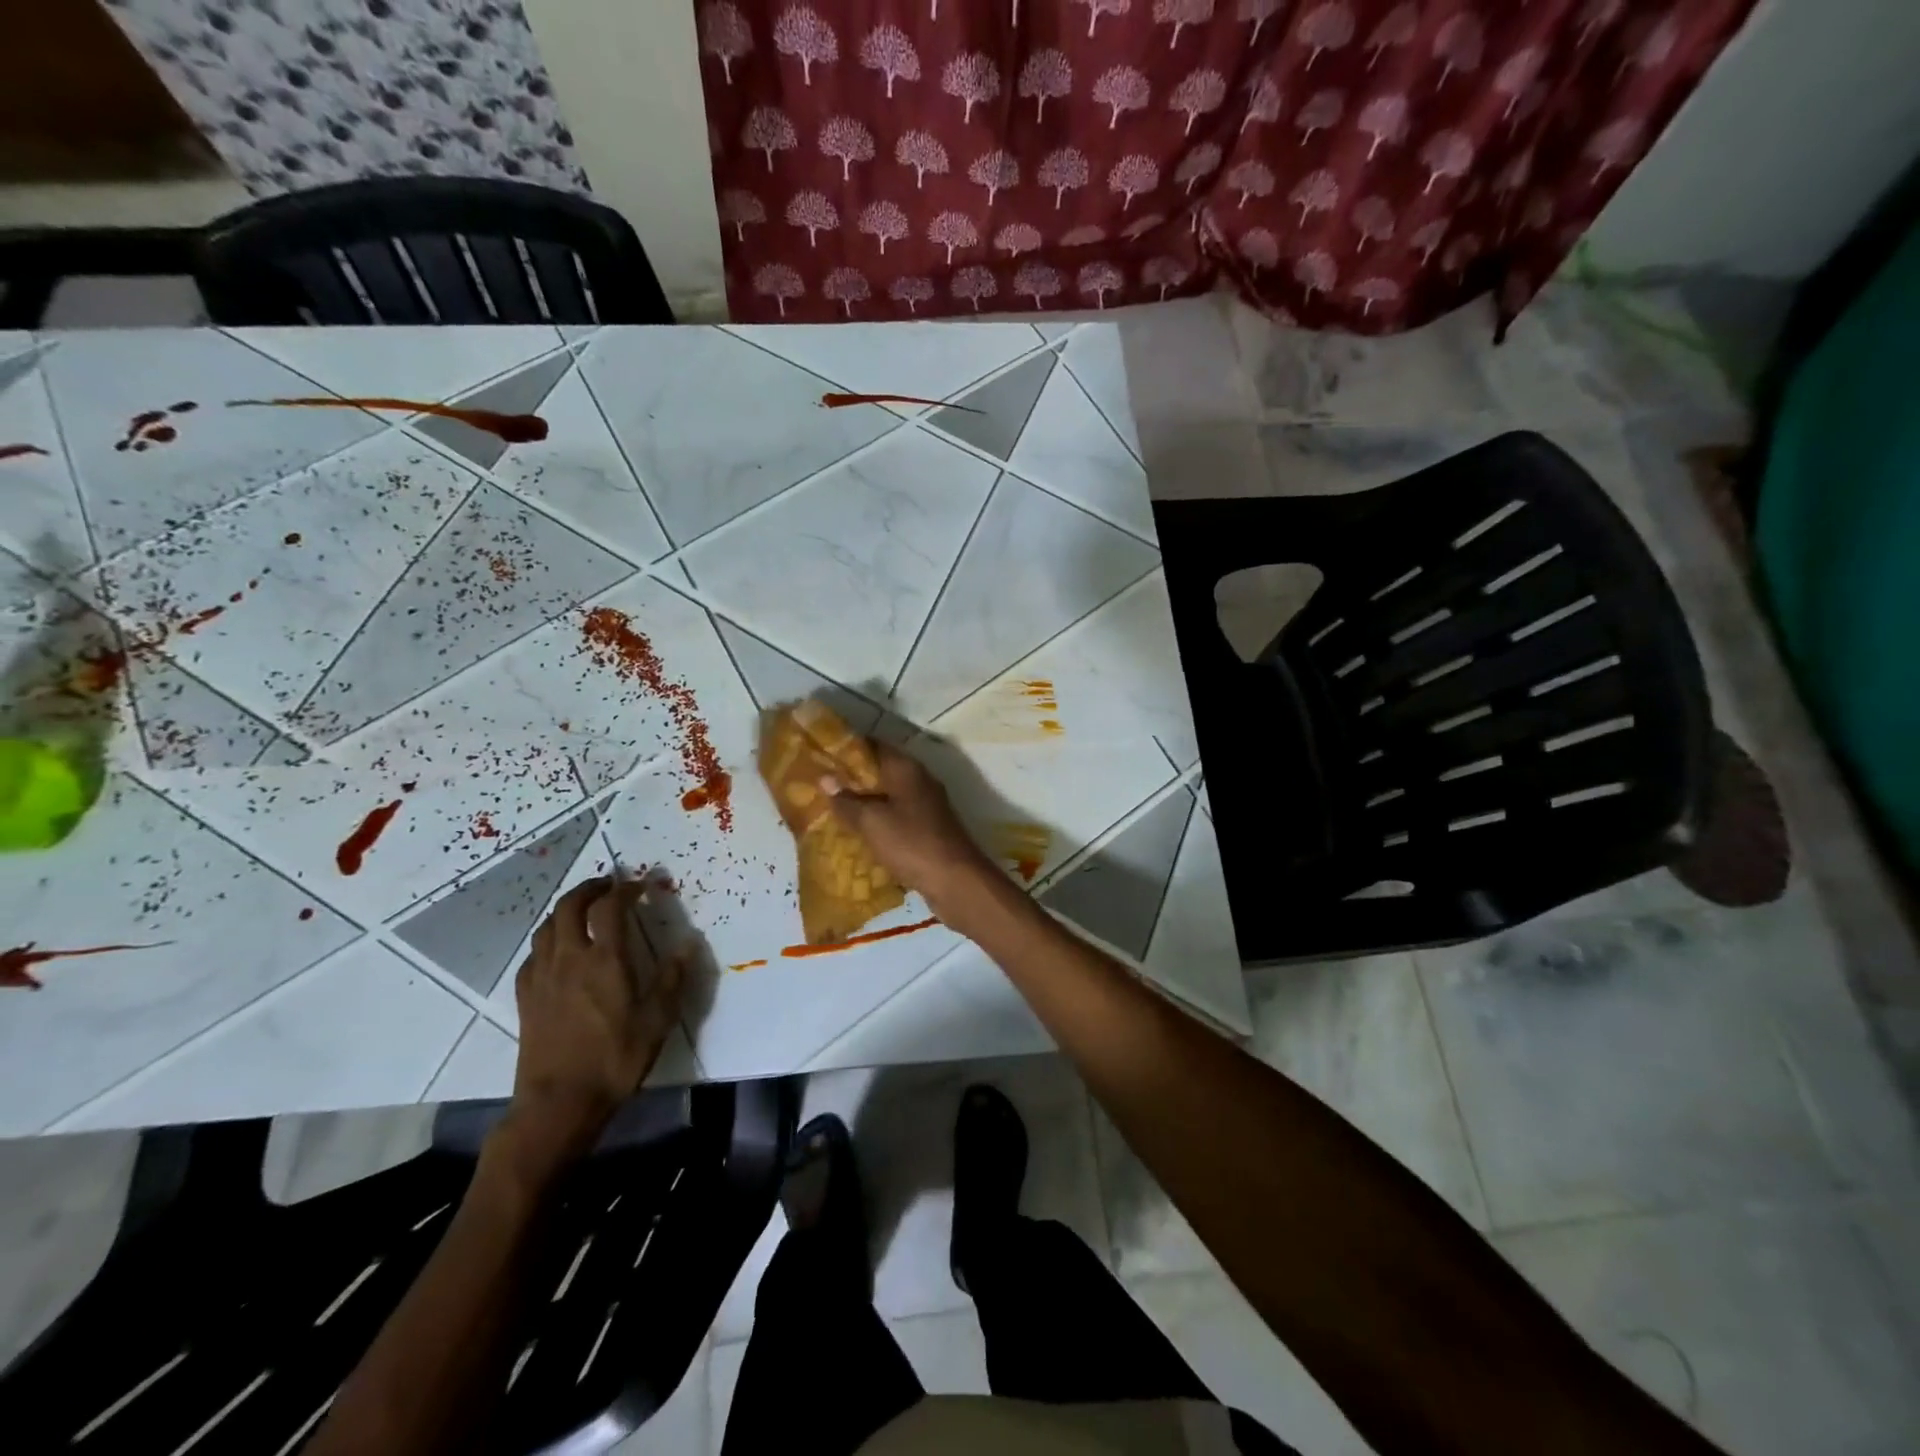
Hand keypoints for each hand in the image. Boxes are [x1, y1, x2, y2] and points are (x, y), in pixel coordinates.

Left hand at [505, 877, 683, 1165]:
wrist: (559, 1103)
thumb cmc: (615, 1059)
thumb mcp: (658, 1020)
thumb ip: (673, 977)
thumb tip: (689, 942)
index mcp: (605, 960)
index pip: (609, 907)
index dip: (624, 889)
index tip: (640, 886)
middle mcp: (569, 959)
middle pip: (569, 906)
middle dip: (589, 889)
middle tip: (607, 886)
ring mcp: (542, 977)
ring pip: (546, 927)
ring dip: (565, 910)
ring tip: (583, 911)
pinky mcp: (525, 998)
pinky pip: (533, 955)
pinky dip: (548, 940)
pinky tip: (557, 952)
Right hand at [822, 741, 994, 918]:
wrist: (955, 881)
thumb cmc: (912, 843)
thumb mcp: (872, 822)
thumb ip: (847, 800)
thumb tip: (825, 779)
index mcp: (906, 768)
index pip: (872, 745)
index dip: (845, 748)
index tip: (819, 754)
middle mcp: (918, 780)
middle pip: (880, 771)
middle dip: (851, 778)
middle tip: (819, 785)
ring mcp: (926, 804)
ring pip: (887, 795)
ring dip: (863, 801)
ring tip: (830, 808)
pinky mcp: (927, 827)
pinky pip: (895, 816)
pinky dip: (877, 820)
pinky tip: (857, 832)